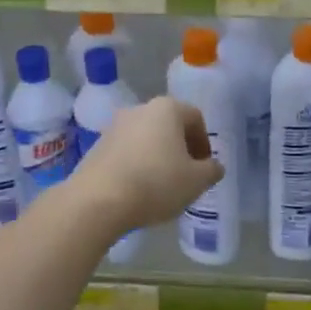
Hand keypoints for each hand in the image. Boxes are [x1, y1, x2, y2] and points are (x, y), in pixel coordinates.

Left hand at [64, 96, 223, 234]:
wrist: (98, 200)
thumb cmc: (156, 183)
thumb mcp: (197, 181)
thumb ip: (212, 170)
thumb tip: (213, 166)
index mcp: (167, 109)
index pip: (195, 118)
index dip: (204, 142)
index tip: (205, 166)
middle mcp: (139, 109)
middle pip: (169, 125)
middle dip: (180, 148)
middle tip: (186, 175)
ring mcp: (114, 127)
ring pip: (146, 138)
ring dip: (158, 156)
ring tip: (162, 185)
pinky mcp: (97, 146)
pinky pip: (126, 152)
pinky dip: (137, 164)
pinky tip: (138, 189)